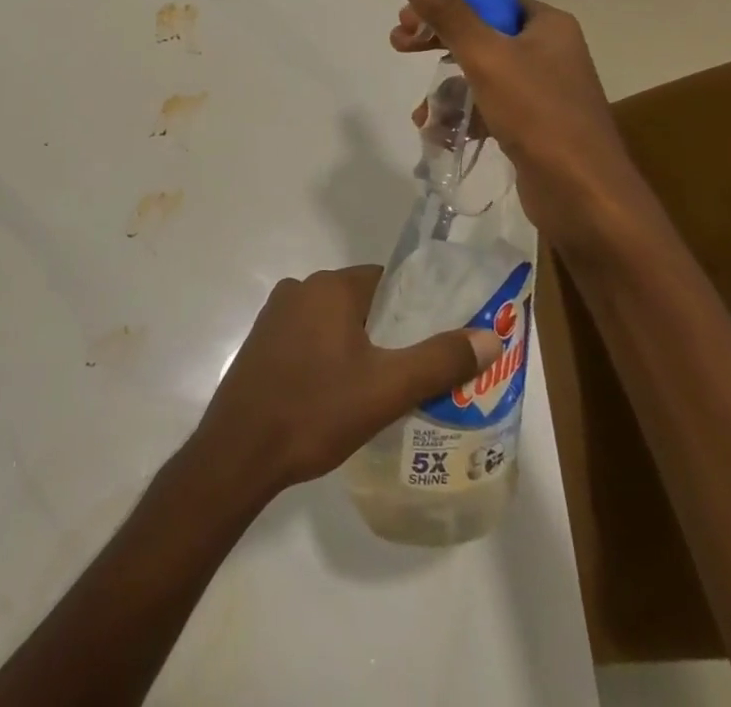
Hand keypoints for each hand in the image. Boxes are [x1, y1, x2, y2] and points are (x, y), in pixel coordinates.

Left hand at [190, 265, 498, 497]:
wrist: (240, 449)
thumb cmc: (316, 410)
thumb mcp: (387, 389)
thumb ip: (440, 360)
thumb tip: (490, 336)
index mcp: (329, 287)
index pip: (386, 280)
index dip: (415, 306)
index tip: (438, 339)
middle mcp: (300, 289)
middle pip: (360, 301)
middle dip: (390, 330)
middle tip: (419, 371)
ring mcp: (275, 315)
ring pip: (334, 322)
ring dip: (359, 346)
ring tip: (385, 388)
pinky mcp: (262, 342)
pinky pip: (309, 339)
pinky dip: (330, 357)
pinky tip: (341, 395)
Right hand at [391, 0, 659, 253]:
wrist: (585, 199)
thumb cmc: (538, 116)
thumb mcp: (485, 57)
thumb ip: (448, 11)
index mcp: (546, 24)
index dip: (444, 1)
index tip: (406, 17)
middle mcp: (548, 50)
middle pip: (479, 32)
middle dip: (436, 41)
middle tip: (399, 45)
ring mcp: (542, 89)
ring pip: (479, 72)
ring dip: (444, 86)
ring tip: (420, 110)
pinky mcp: (533, 124)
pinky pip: (488, 104)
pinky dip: (462, 113)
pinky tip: (437, 132)